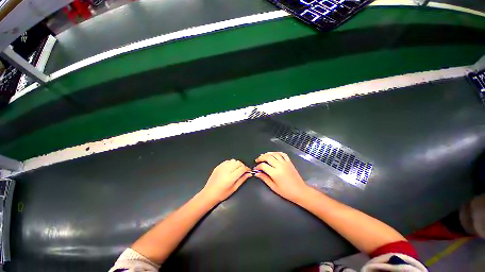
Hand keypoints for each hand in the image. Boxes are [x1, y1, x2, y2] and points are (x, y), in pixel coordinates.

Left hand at [201, 159, 250, 201]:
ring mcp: (221, 167)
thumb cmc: (222, 193)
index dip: (247, 169)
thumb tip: (249, 174)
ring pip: (233, 160)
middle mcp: (226, 170)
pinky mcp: (218, 166)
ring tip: (236, 170)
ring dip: (237, 164)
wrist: (209, 193)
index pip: (242, 168)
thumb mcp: (234, 188)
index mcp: (231, 177)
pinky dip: (231, 163)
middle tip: (242, 171)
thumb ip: (242, 179)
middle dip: (242, 166)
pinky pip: (227, 161)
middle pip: (238, 163)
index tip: (248, 171)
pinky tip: (230, 168)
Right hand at [255, 152, 308, 201]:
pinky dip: (277, 153)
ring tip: (263, 156)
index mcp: (275, 173)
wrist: (300, 191)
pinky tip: (274, 154)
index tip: (256, 169)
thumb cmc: (286, 191)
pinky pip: (283, 154)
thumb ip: (264, 178)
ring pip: (274, 154)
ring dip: (268, 154)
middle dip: (261, 157)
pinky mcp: (289, 162)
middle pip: (268, 157)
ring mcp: (285, 163)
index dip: (258, 166)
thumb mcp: (273, 187)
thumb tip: (257, 173)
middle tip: (257, 160)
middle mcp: (279, 166)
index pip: (263, 166)